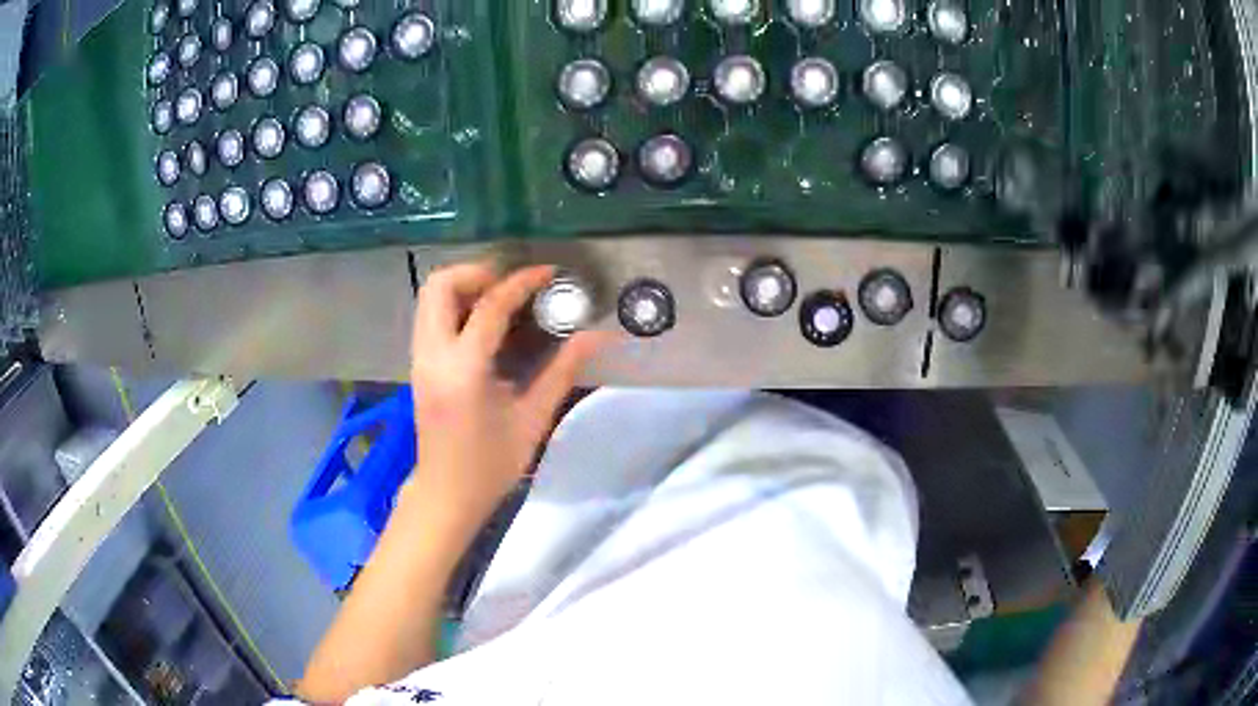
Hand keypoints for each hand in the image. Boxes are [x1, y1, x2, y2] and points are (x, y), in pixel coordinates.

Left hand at [405, 262, 604, 537]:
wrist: (446, 494)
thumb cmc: (491, 465)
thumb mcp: (532, 420)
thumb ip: (562, 371)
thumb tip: (597, 336)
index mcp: (464, 370)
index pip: (490, 306)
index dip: (522, 282)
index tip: (549, 273)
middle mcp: (433, 355)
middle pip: (441, 285)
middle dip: (479, 273)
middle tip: (513, 287)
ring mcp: (419, 358)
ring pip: (430, 296)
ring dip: (465, 286)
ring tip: (502, 301)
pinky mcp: (418, 364)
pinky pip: (430, 315)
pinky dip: (455, 304)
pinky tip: (485, 325)